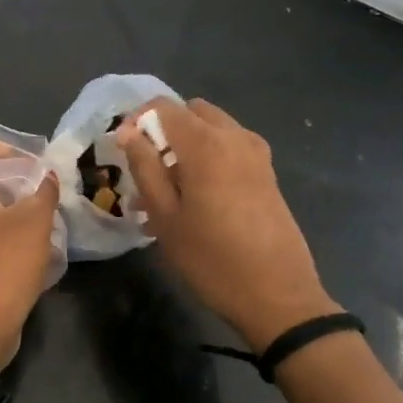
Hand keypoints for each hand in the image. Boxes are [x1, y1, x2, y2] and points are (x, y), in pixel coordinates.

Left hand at [0, 130, 58, 370]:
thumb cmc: (0, 267)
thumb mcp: (32, 223)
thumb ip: (43, 192)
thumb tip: (47, 176)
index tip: (10, 153)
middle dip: (4, 169)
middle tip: (37, 179)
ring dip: (11, 199)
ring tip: (42, 205)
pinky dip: (8, 225)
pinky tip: (38, 237)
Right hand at [115, 98, 340, 351]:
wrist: (278, 296)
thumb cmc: (211, 259)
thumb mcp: (165, 215)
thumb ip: (144, 167)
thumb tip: (127, 132)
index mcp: (205, 143)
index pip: (162, 106)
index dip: (137, 121)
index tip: (124, 152)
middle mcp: (234, 136)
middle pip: (191, 112)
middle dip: (164, 131)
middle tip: (146, 170)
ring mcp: (256, 153)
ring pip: (212, 129)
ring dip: (186, 145)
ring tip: (166, 191)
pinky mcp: (267, 172)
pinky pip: (230, 148)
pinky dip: (208, 158)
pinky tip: (194, 199)